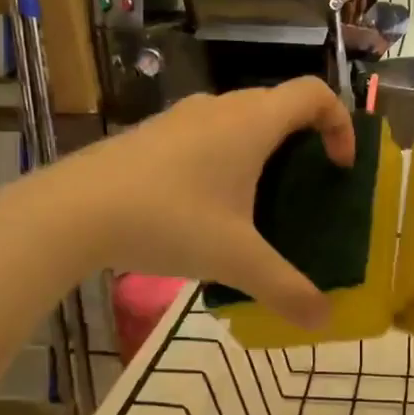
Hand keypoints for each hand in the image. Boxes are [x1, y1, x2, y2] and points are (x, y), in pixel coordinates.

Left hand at [38, 78, 352, 328]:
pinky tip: (205, 208)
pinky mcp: (150, 136)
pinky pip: (204, 135)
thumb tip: (324, 320)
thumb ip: (285, 289)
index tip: (339, 167)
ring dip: (260, 150)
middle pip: (278, 106)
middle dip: (303, 141)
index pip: (314, 93)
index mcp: (251, 123)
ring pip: (237, 120)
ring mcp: (179, 119)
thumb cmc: (169, 221)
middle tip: (305, 188)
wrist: (73, 211)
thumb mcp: (236, 259)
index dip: (340, 123)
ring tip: (257, 201)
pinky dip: (223, 158)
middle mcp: (219, 108)